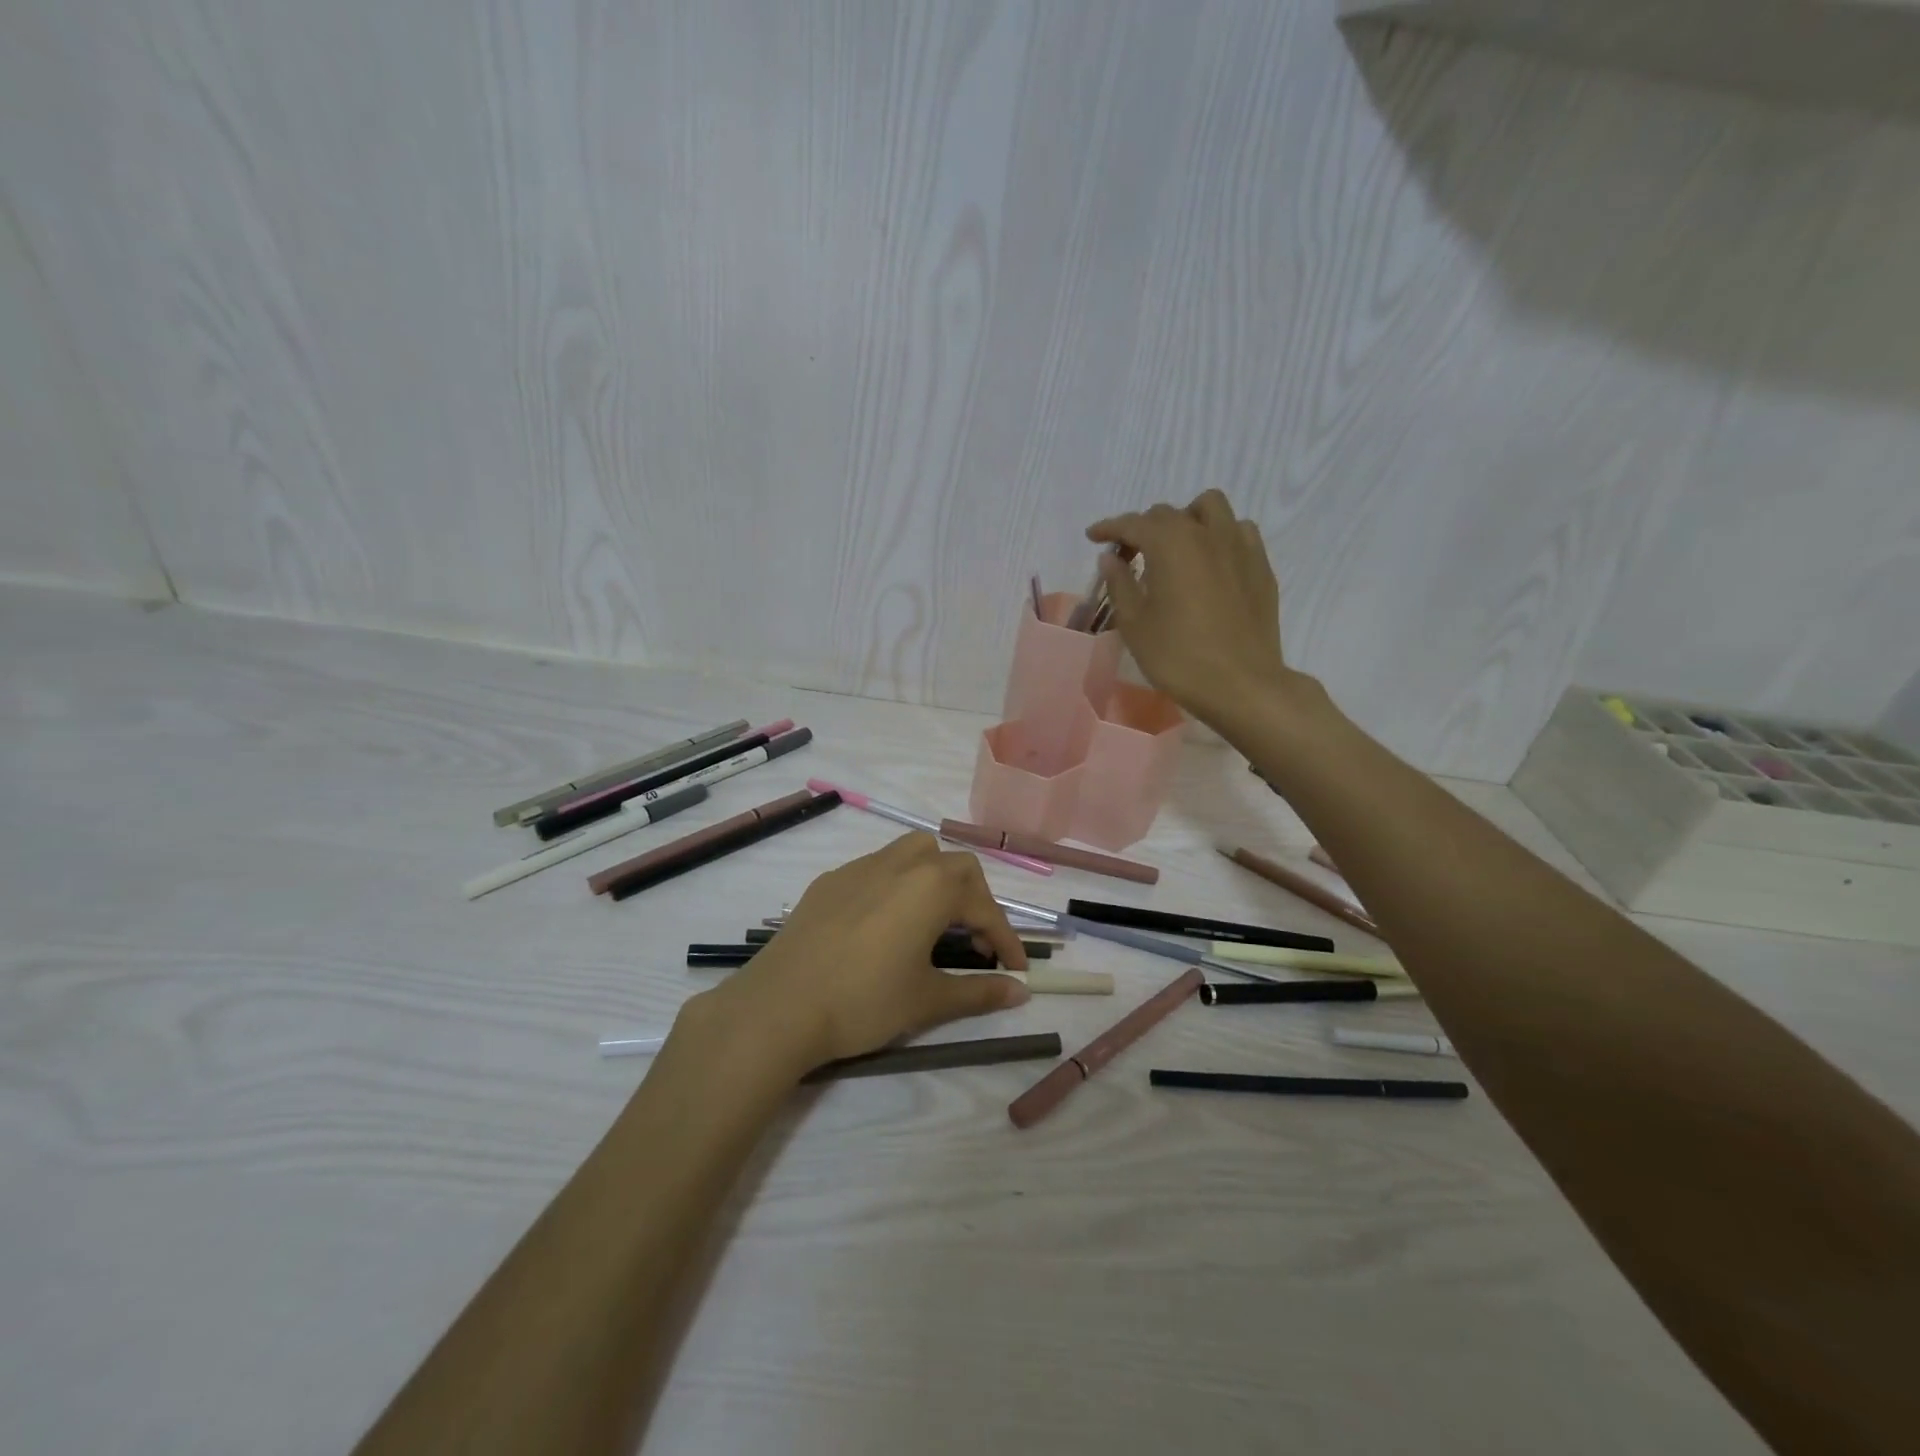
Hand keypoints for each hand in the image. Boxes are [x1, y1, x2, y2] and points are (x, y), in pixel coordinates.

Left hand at [695, 833, 1031, 1072]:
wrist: (780, 1005)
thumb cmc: (864, 1001)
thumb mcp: (928, 1000)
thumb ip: (979, 992)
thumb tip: (1021, 992)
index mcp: (932, 886)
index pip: (985, 907)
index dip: (1006, 939)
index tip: (1017, 971)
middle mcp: (900, 863)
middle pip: (954, 867)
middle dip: (974, 901)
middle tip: (974, 944)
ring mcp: (860, 867)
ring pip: (914, 854)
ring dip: (935, 880)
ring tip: (933, 922)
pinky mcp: (830, 880)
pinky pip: (877, 868)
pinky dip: (897, 887)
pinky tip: (884, 925)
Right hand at [1087, 490, 1292, 726]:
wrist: (1241, 684)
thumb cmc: (1178, 656)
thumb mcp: (1135, 624)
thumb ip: (1120, 584)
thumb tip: (1110, 558)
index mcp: (1171, 543)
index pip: (1133, 524)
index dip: (1109, 528)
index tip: (1093, 537)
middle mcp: (1206, 533)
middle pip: (1169, 514)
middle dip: (1144, 528)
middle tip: (1129, 557)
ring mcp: (1240, 546)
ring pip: (1211, 508)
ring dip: (1187, 519)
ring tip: (1176, 549)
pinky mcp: (1260, 566)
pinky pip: (1239, 532)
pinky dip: (1219, 536)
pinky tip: (1210, 564)